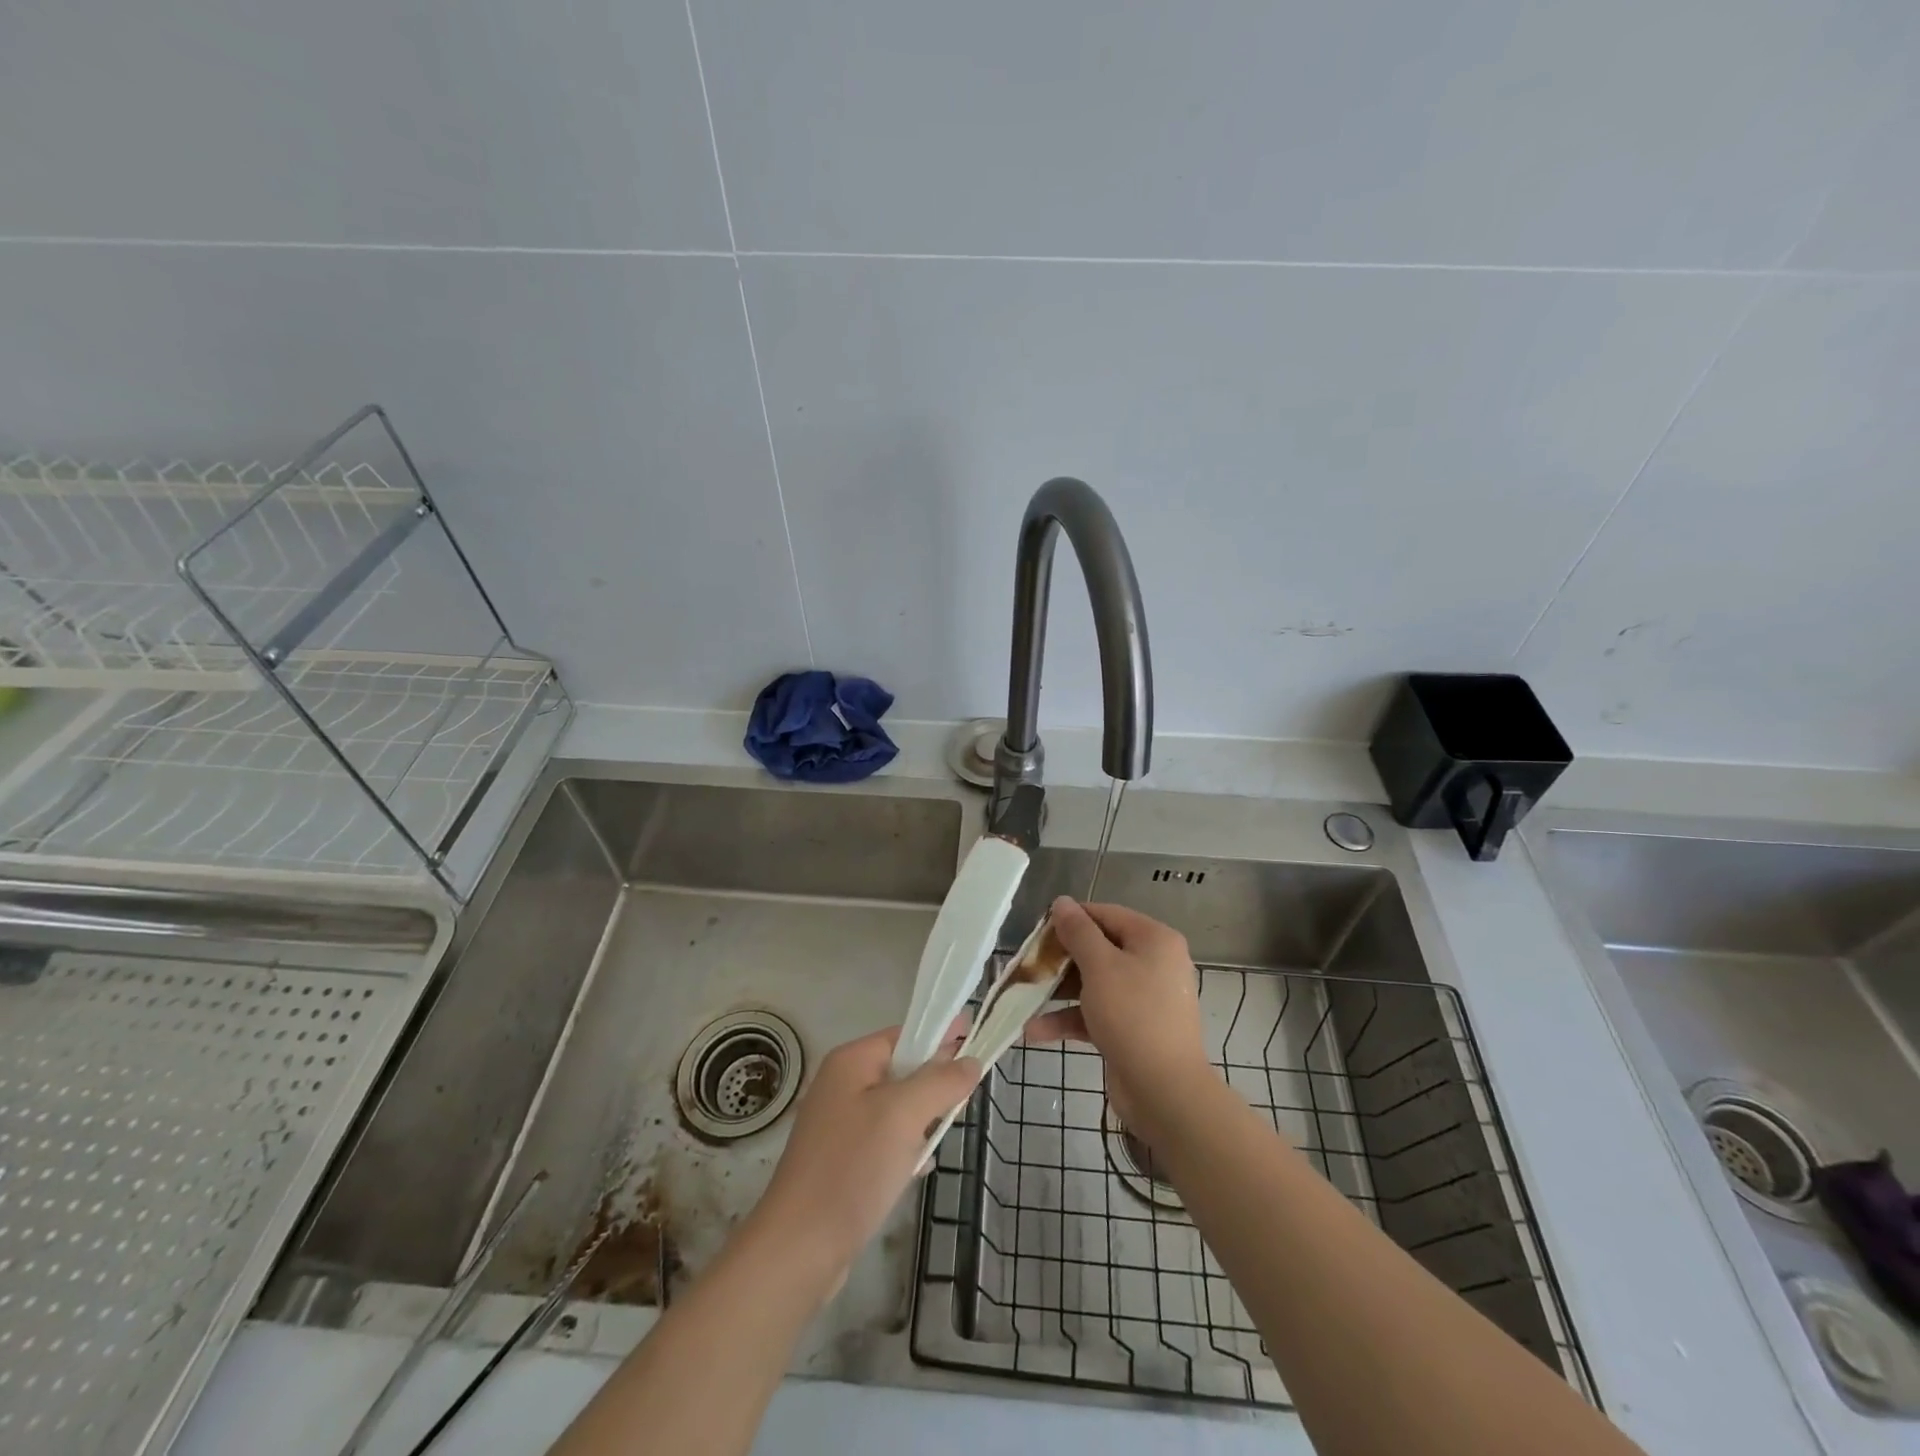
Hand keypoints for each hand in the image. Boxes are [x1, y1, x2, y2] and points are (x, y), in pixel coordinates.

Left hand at [747, 1022, 980, 1299]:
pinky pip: (885, 1137)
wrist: (799, 1248)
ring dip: (922, 1116)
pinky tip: (920, 1165)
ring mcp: (840, 1123)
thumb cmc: (853, 1168)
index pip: (906, 1034)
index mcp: (852, 1061)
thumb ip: (941, 1082)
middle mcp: (843, 1083)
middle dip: (935, 1080)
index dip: (942, 1036)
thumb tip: (971, 1060)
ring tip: (946, 1130)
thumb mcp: (904, 1115)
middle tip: (966, 1096)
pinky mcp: (842, 1159)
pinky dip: (906, 1145)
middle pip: (902, 1068)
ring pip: (897, 1105)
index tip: (978, 1040)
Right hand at [1026, 897, 1212, 1134]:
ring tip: (1023, 997)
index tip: (1037, 930)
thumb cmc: (1133, 1016)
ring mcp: (1144, 998)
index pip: (1106, 914)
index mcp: (1154, 940)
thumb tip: (1062, 902)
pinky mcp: (1133, 1028)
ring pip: (1094, 983)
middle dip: (1061, 959)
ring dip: (1059, 991)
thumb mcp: (1100, 967)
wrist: (1164, 1091)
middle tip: (1028, 964)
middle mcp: (1153, 963)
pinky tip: (1035, 1030)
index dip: (1071, 918)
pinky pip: (1097, 1013)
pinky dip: (1070, 1018)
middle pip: (1099, 949)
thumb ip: (1078, 932)